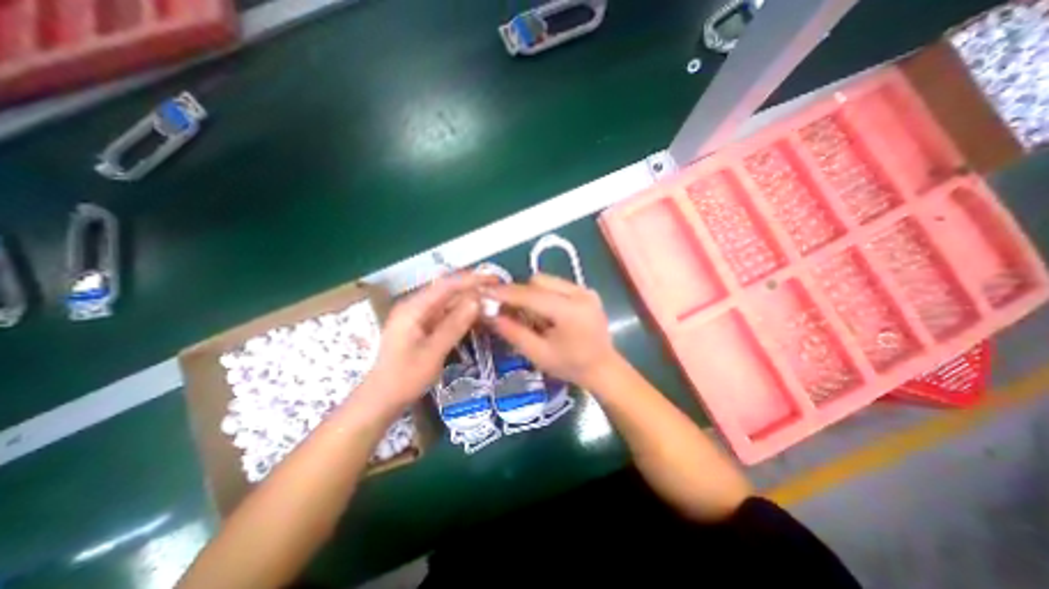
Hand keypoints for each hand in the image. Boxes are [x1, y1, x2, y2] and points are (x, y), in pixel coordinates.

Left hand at [366, 274, 486, 405]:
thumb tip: (477, 300)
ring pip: (449, 303)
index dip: (471, 279)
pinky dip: (462, 315)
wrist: (382, 400)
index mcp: (413, 308)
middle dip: (473, 290)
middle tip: (498, 292)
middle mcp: (416, 307)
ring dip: (469, 302)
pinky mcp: (423, 327)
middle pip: (448, 291)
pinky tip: (477, 317)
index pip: (446, 285)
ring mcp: (419, 317)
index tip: (494, 279)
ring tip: (493, 302)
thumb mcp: (433, 352)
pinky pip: (446, 315)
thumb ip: (455, 325)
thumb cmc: (405, 377)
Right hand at [485, 273, 620, 390]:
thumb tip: (489, 314)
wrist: (603, 368)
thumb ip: (513, 332)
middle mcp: (580, 293)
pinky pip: (557, 285)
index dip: (506, 293)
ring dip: (533, 294)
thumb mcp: (538, 354)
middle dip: (521, 294)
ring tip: (532, 315)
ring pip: (547, 280)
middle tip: (510, 311)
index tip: (486, 292)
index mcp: (570, 311)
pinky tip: (546, 313)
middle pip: (539, 281)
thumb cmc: (571, 366)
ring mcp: (585, 290)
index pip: (531, 295)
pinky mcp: (586, 291)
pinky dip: (545, 295)